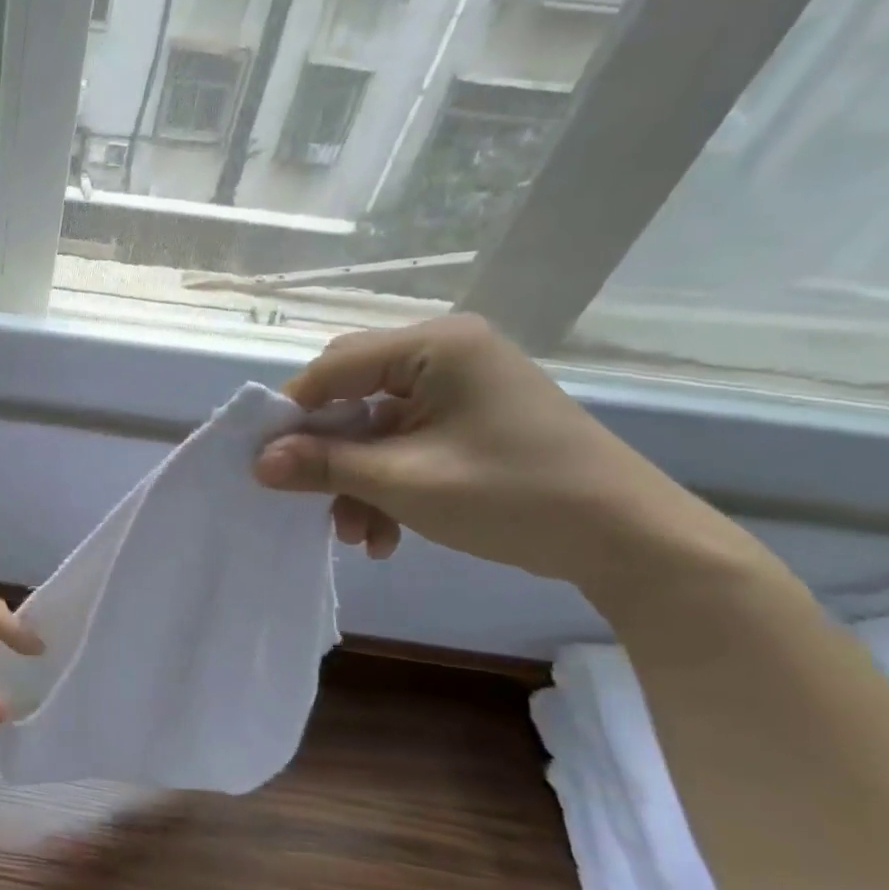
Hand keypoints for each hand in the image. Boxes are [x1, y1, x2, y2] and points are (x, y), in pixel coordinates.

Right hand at [253, 314, 723, 592]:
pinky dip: (386, 484)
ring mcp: (459, 388)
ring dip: (354, 479)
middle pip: (350, 393)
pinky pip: (404, 443)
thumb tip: (257, 462)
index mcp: (434, 347)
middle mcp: (445, 355)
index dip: (291, 414)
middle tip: (304, 492)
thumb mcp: (404, 482)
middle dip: (326, 452)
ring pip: (373, 427)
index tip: (261, 460)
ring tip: (353, 533)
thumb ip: (323, 465)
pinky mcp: (470, 420)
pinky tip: (383, 534)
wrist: (631, 542)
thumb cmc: (513, 495)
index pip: (333, 368)